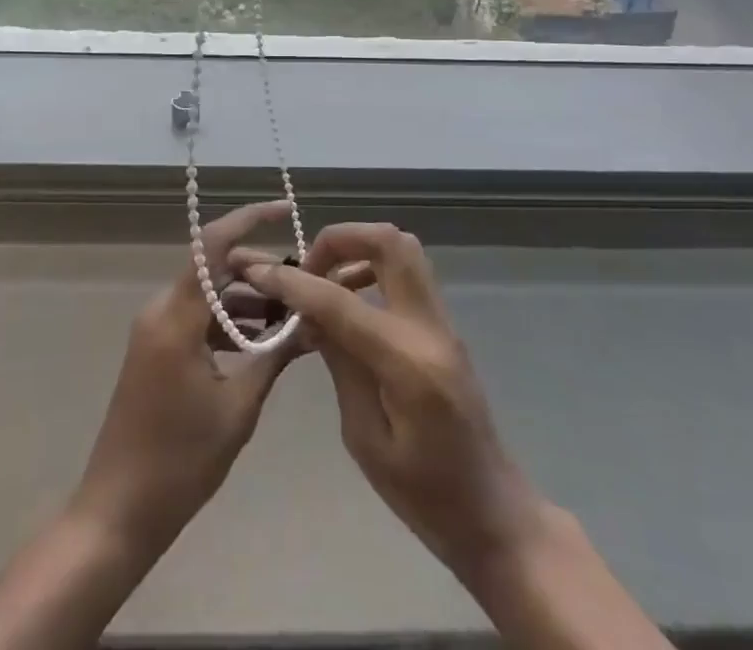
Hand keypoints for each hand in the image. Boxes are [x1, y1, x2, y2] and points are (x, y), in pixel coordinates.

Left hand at [69, 199, 312, 549]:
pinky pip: (197, 317)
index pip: (212, 246)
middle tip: (301, 286)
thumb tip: (311, 324)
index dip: (249, 219)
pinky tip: (261, 343)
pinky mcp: (156, 349)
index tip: (285, 209)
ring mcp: (155, 330)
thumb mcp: (238, 409)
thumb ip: (274, 357)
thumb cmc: (179, 462)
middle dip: (258, 269)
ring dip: (246, 299)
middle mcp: (161, 311)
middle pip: (213, 267)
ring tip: (291, 317)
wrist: (117, 513)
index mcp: (176, 317)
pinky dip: (228, 322)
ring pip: (207, 293)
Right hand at [242, 223, 548, 588]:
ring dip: (358, 248)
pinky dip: (373, 267)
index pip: (340, 301)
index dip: (295, 282)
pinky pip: (408, 272)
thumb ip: (339, 364)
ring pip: (402, 248)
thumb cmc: (424, 495)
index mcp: (407, 362)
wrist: (492, 512)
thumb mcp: (364, 438)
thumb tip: (307, 313)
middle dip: (339, 240)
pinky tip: (350, 300)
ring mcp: (442, 321)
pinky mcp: (444, 325)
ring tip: (325, 280)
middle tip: (307, 267)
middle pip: (388, 242)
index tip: (260, 271)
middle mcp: (429, 327)